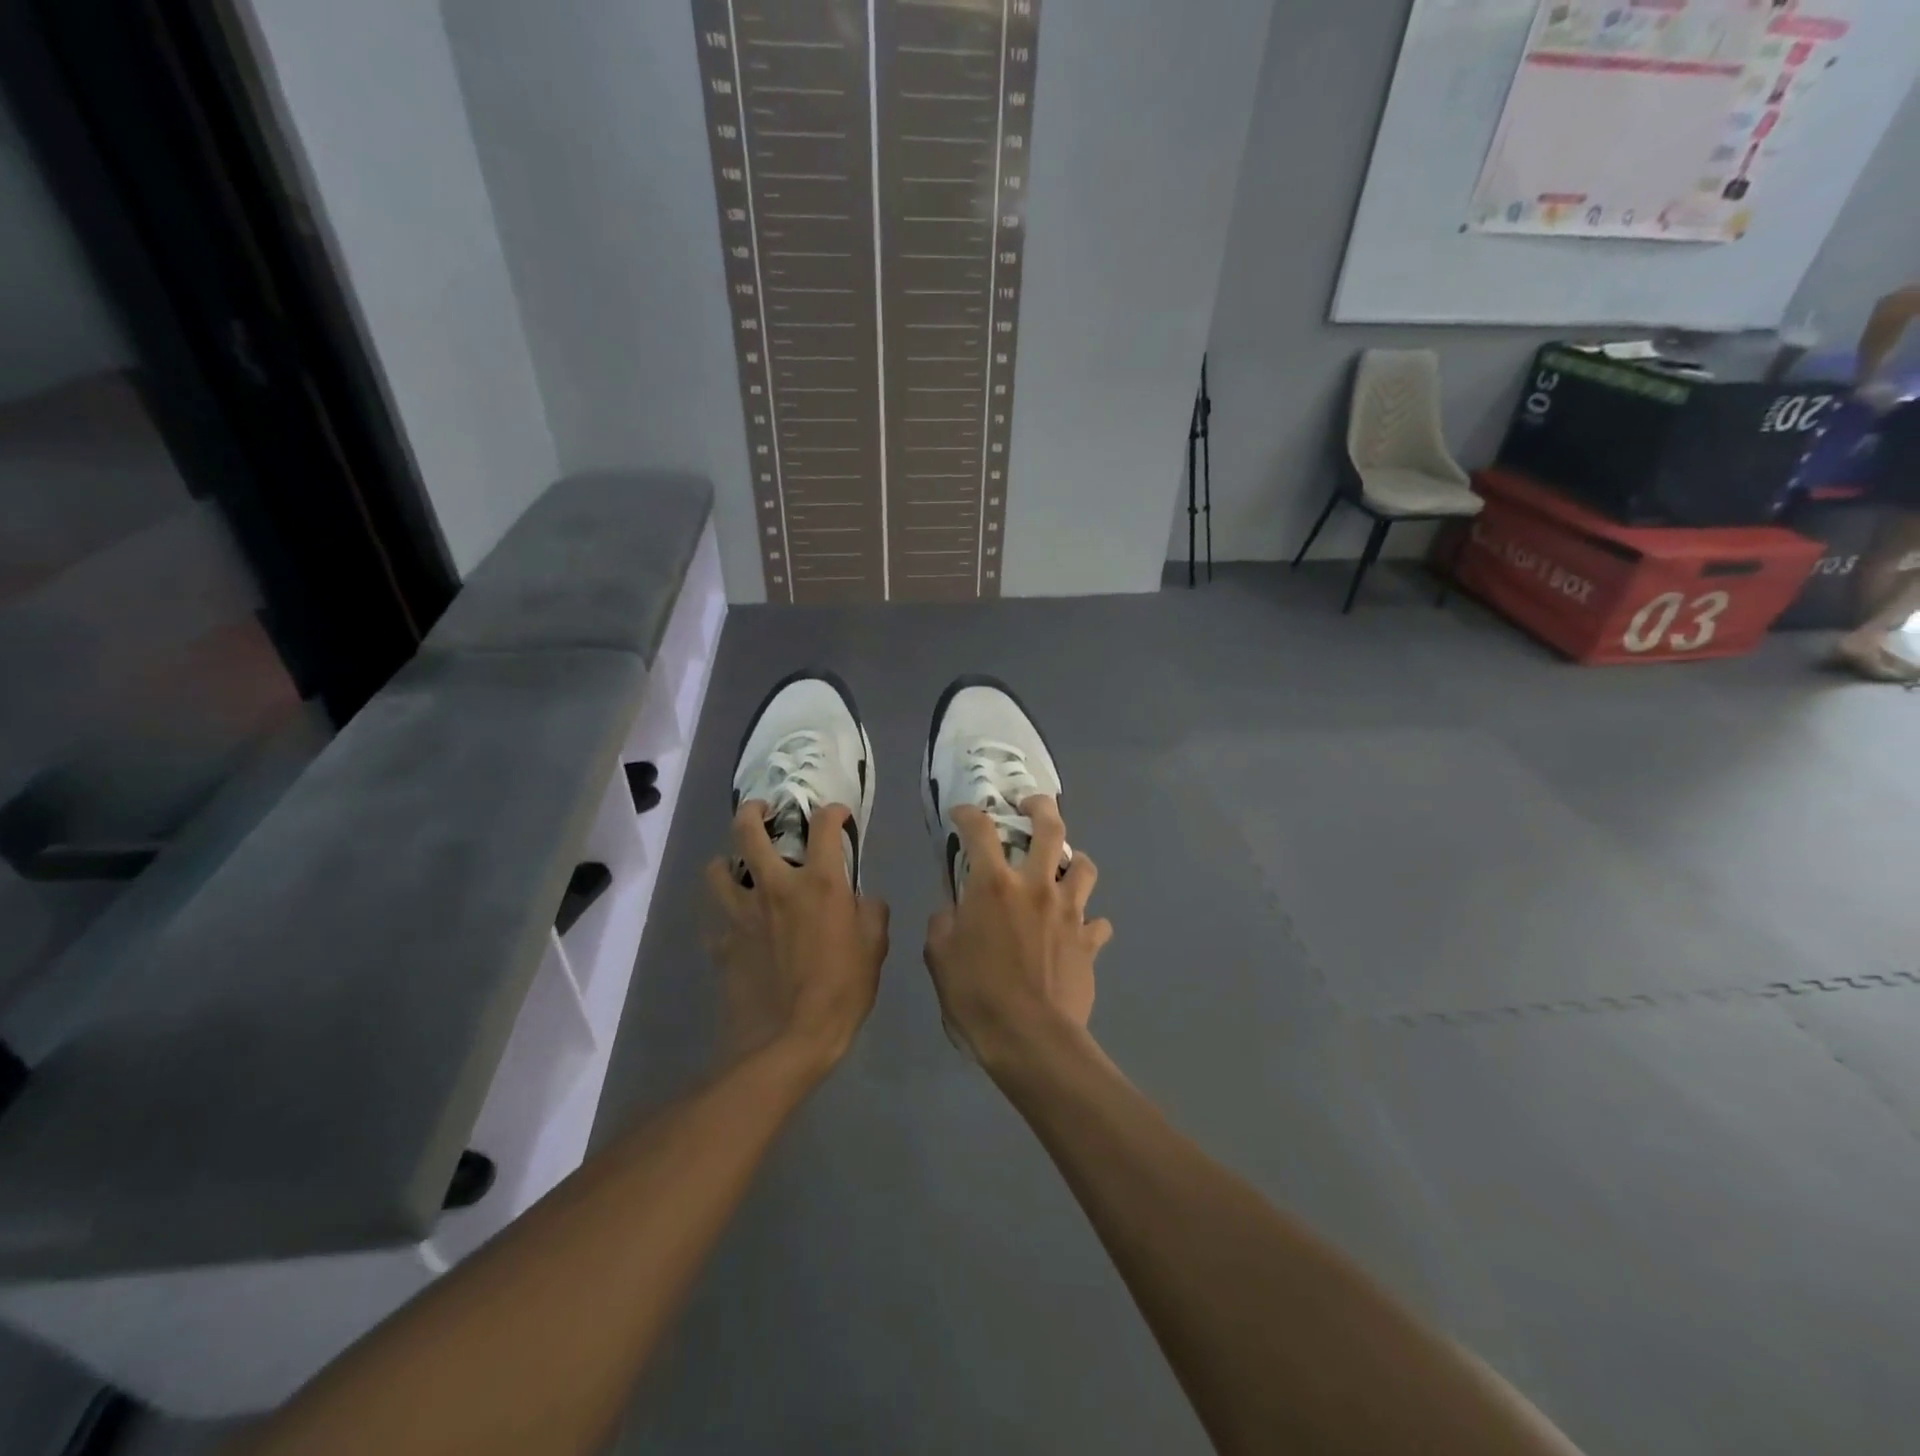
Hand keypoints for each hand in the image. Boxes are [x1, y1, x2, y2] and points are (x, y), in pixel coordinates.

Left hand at [704, 801, 888, 1074]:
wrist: (788, 1041)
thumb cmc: (841, 992)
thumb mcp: (875, 950)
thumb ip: (872, 914)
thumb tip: (864, 900)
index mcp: (820, 884)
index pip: (823, 826)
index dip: (832, 812)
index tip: (837, 815)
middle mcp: (776, 887)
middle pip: (749, 831)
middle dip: (753, 812)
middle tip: (762, 811)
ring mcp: (742, 915)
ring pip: (718, 870)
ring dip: (726, 862)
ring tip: (735, 866)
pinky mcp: (722, 944)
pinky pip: (717, 922)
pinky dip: (726, 919)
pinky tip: (736, 928)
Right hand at [923, 797, 1112, 1069]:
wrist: (1031, 1039)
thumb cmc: (976, 995)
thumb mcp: (939, 956)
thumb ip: (944, 923)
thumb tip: (953, 910)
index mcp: (994, 885)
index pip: (980, 830)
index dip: (969, 814)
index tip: (963, 813)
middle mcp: (1036, 886)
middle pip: (1050, 828)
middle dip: (1041, 807)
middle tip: (1032, 805)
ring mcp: (1069, 911)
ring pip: (1084, 866)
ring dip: (1074, 860)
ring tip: (1064, 866)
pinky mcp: (1089, 940)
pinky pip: (1097, 921)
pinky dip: (1088, 921)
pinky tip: (1078, 930)